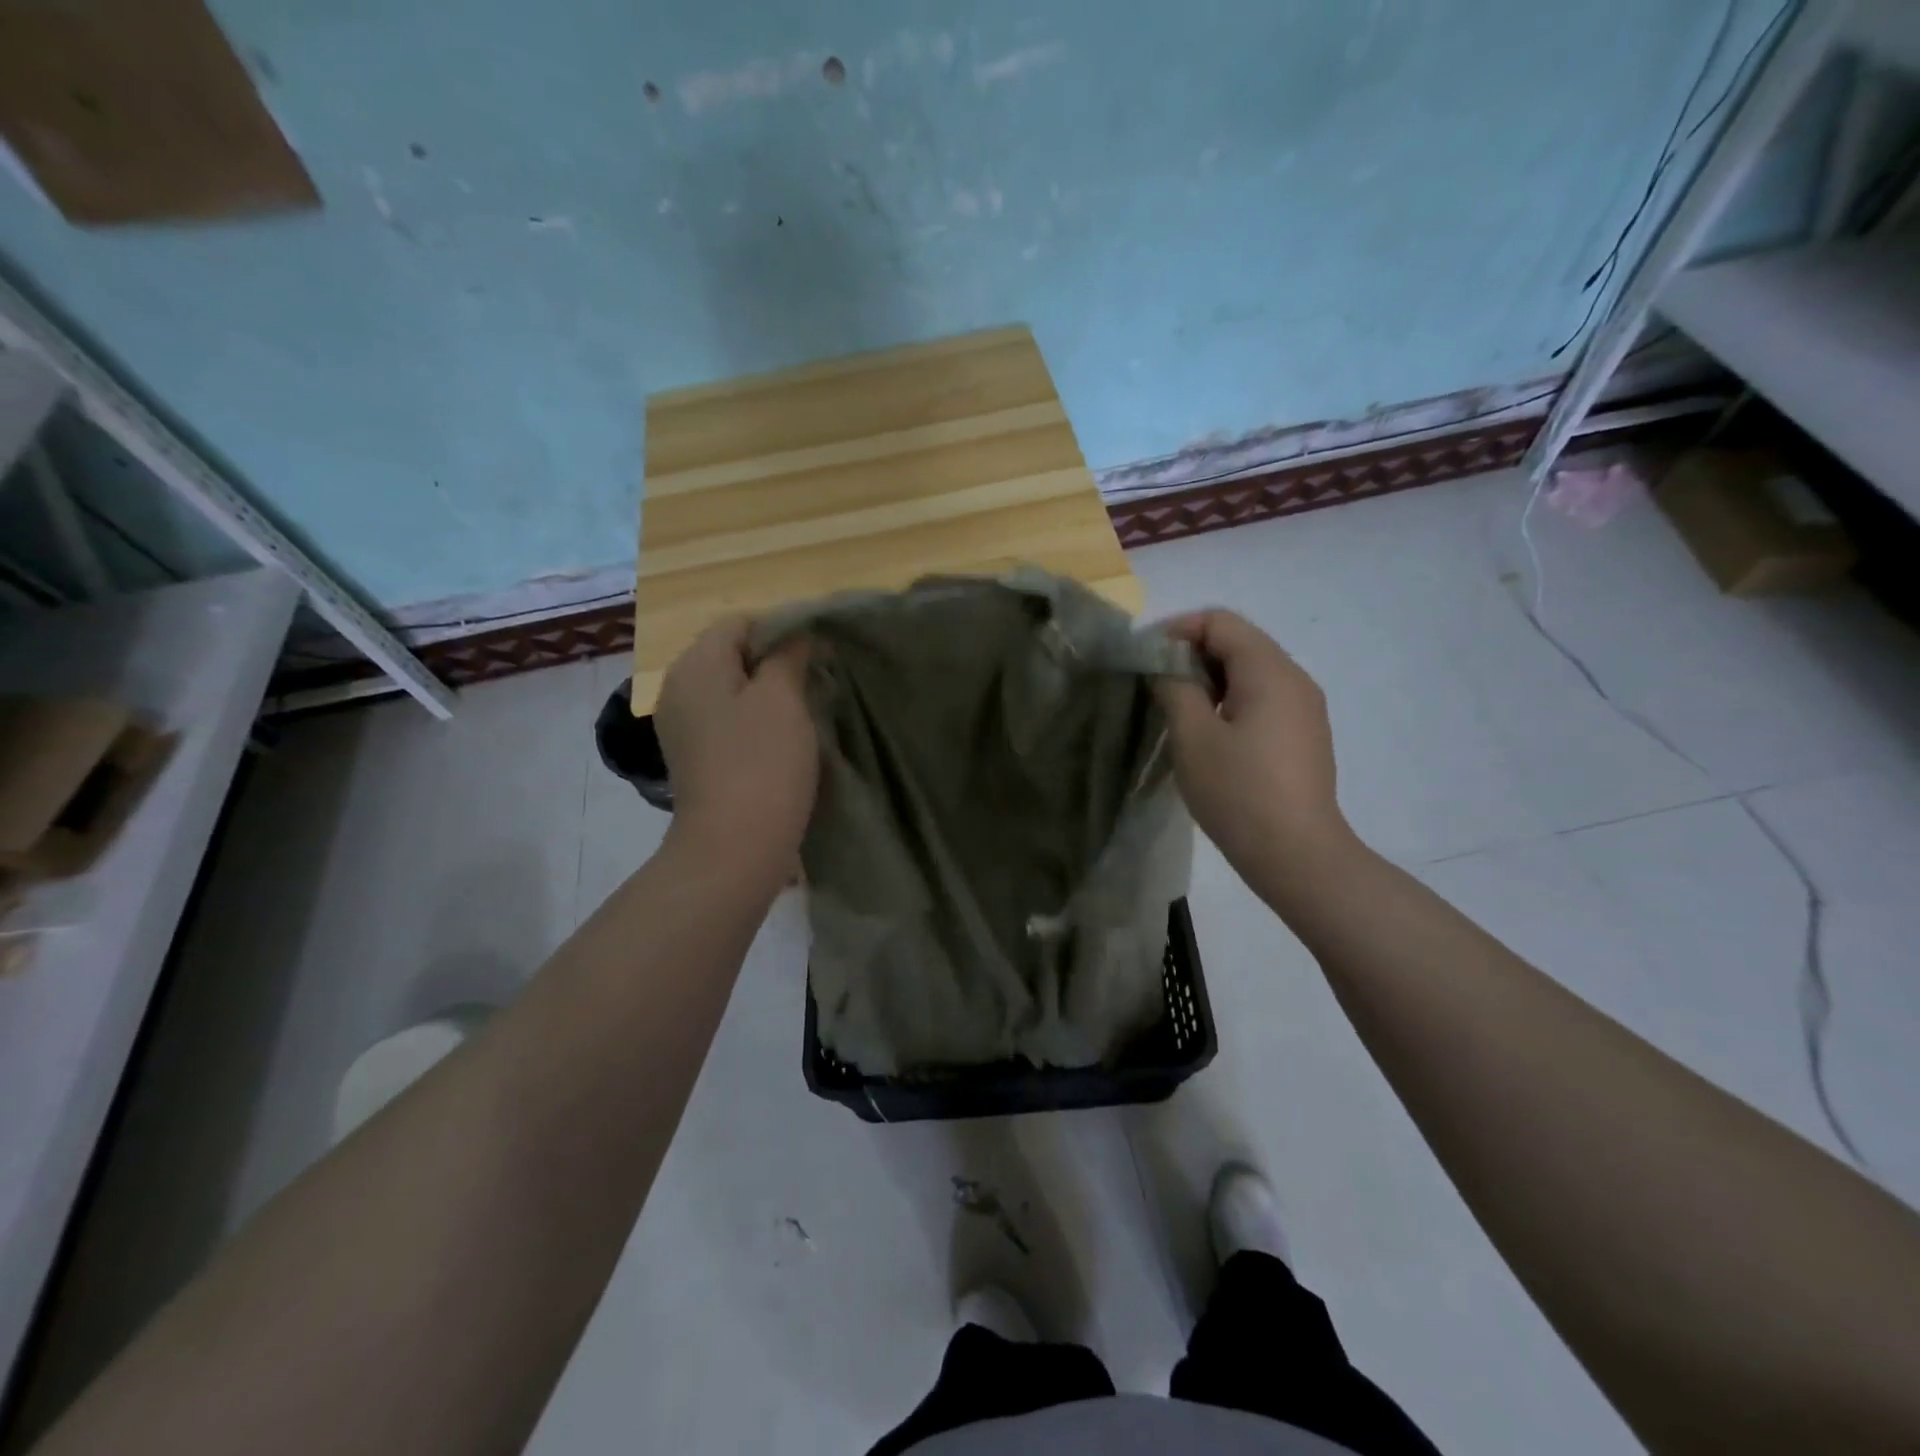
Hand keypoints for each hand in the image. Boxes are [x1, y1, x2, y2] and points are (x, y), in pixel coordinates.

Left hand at [653, 618, 816, 889]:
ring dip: (766, 695)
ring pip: (730, 691)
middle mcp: (678, 688)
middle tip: (813, 683)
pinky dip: (753, 723)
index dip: (780, 630)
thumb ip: (788, 657)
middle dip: (773, 663)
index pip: (739, 623)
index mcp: (695, 665)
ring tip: (803, 714)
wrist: (734, 847)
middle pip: (731, 655)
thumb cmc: (761, 762)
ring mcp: (683, 727)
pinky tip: (780, 743)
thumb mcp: (782, 699)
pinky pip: (726, 721)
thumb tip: (794, 638)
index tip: (815, 655)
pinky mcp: (694, 758)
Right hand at [1153, 610, 1357, 894]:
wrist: (1296, 854)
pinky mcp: (1303, 735)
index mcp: (1270, 671)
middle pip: (1238, 642)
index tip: (1143, 658)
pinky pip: (1262, 698)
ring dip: (1209, 679)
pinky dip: (1229, 700)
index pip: (1220, 622)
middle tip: (1154, 684)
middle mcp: (1294, 679)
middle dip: (1191, 654)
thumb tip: (1165, 665)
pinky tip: (1208, 733)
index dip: (1177, 629)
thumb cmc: (1238, 791)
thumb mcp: (1192, 736)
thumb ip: (1174, 687)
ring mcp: (1304, 708)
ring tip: (1176, 710)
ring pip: (1250, 672)